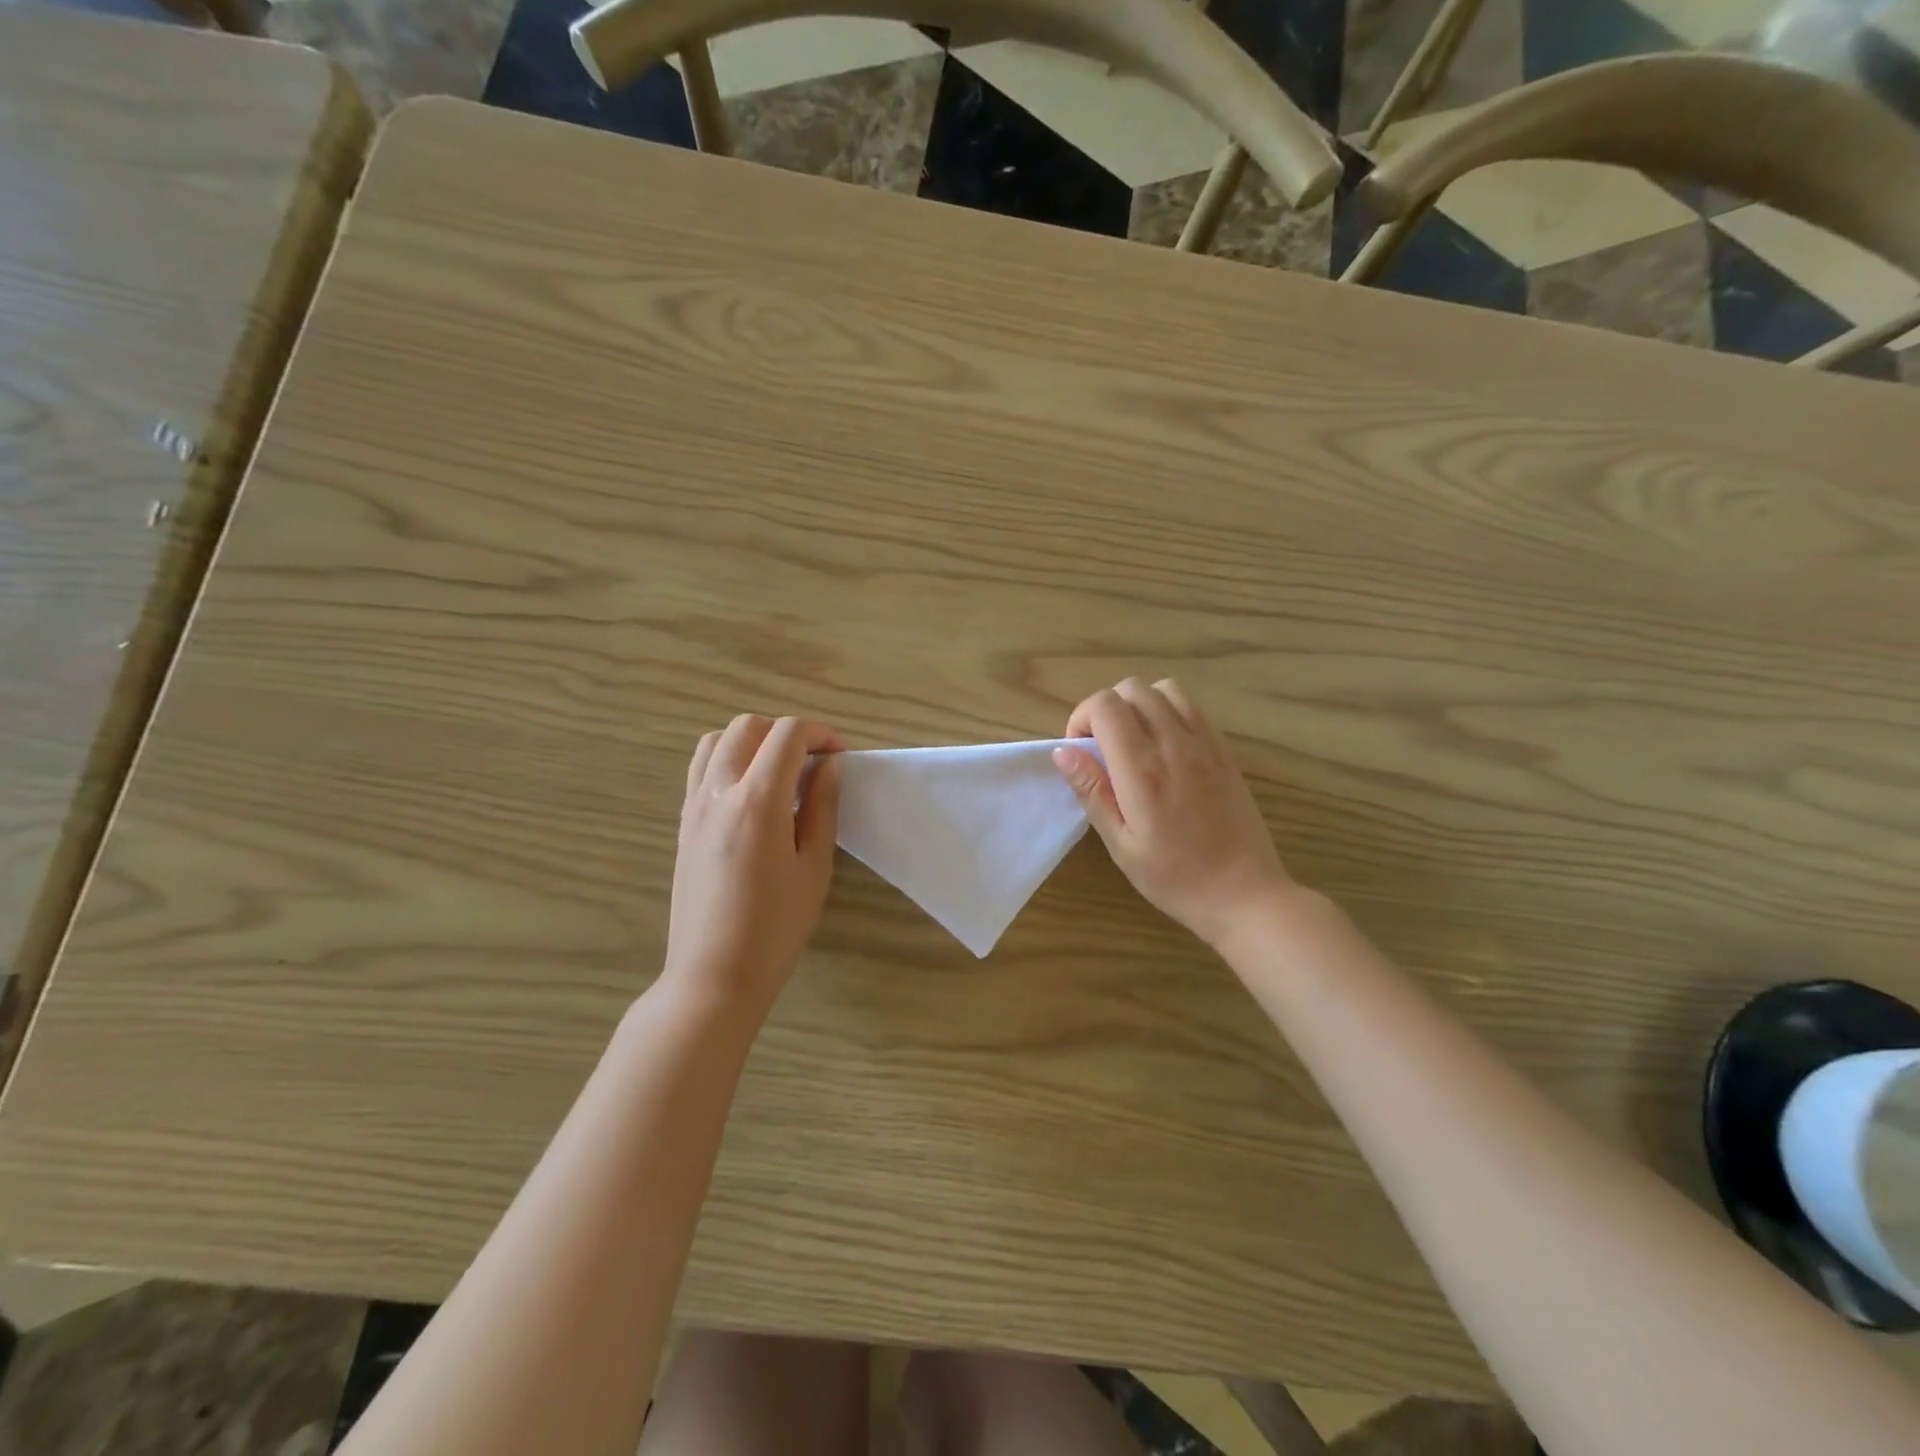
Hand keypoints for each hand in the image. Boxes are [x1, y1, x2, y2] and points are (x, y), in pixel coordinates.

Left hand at [666, 714, 843, 1013]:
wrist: (714, 974)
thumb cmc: (776, 927)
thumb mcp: (814, 866)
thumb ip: (823, 807)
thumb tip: (830, 766)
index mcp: (758, 800)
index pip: (788, 734)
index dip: (821, 734)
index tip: (841, 757)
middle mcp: (718, 790)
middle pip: (749, 727)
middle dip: (786, 733)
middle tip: (814, 763)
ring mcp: (693, 805)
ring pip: (717, 741)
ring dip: (753, 742)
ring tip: (779, 773)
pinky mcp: (683, 823)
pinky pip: (700, 768)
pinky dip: (728, 761)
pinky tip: (751, 795)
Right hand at [1053, 678, 1290, 949]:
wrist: (1245, 893)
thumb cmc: (1175, 877)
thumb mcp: (1121, 844)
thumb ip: (1092, 791)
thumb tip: (1063, 751)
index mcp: (1142, 769)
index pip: (1105, 705)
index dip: (1082, 718)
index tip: (1080, 751)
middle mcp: (1174, 744)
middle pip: (1132, 688)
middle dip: (1106, 708)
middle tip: (1103, 748)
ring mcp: (1205, 743)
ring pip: (1164, 689)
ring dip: (1140, 705)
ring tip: (1134, 741)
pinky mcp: (1225, 750)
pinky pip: (1192, 708)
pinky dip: (1169, 712)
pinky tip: (1165, 749)